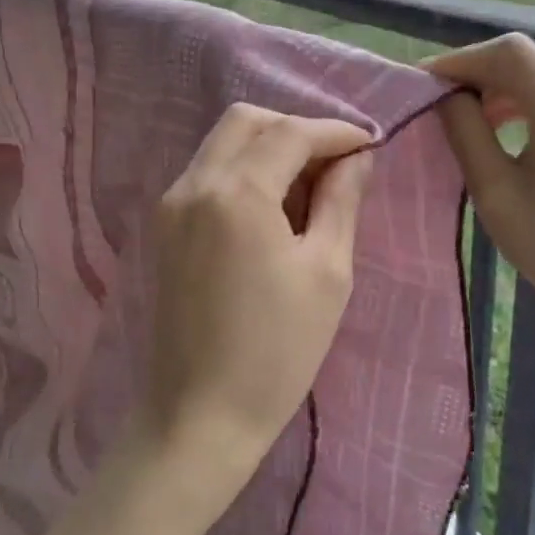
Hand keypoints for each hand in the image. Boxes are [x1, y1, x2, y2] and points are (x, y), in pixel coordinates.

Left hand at [145, 105, 374, 492]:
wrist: (200, 413)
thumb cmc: (277, 351)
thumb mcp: (327, 272)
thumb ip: (341, 201)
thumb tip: (356, 158)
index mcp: (236, 193)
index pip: (289, 132)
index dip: (334, 131)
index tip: (369, 144)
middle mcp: (194, 183)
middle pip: (246, 121)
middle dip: (295, 128)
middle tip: (336, 163)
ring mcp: (171, 203)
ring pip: (222, 143)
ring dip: (267, 147)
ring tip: (309, 187)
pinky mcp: (164, 225)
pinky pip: (207, 173)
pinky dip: (242, 170)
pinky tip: (272, 207)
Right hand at [426, 34, 534, 376]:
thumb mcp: (495, 193)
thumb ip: (465, 133)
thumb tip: (443, 96)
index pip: (508, 54)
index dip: (460, 60)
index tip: (424, 85)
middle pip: (521, 58)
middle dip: (472, 72)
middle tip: (434, 102)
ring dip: (493, 85)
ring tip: (461, 115)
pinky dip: (516, 98)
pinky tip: (497, 125)